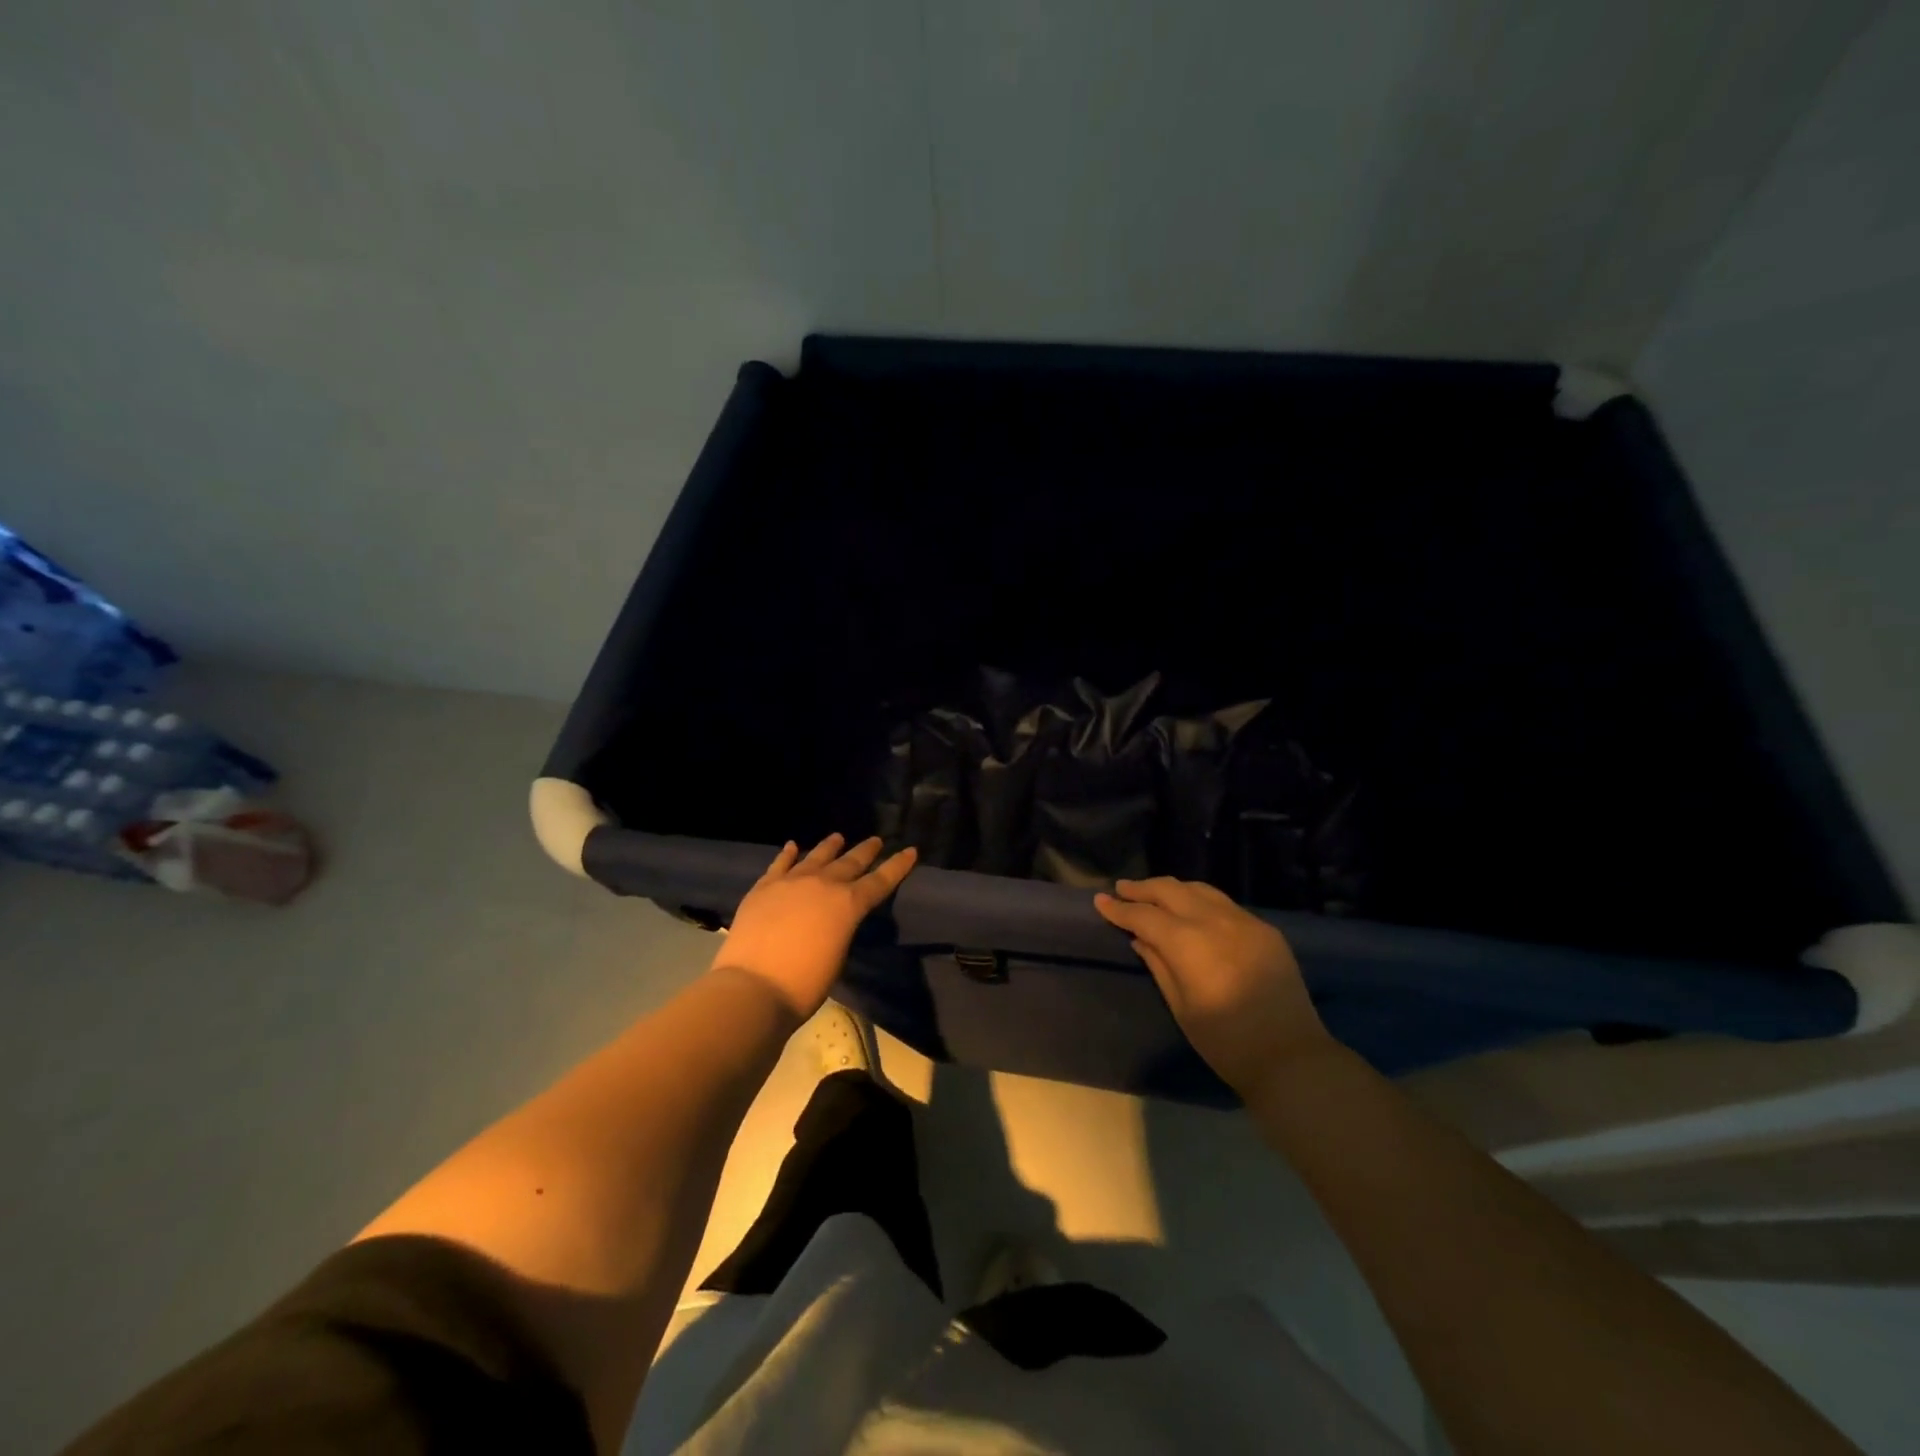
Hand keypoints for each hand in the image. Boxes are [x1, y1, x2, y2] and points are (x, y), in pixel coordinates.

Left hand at [712, 834, 916, 1021]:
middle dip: (865, 851)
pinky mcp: (764, 887)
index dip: (897, 866)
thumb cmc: (804, 984)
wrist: (753, 987)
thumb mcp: (837, 956)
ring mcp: (791, 882)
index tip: (910, 851)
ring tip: (837, 837)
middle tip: (875, 840)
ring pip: (816, 857)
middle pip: (850, 862)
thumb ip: (840, 929)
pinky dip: (788, 854)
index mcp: (848, 904)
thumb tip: (834, 919)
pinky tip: (793, 846)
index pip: (880, 881)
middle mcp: (823, 884)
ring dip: (829, 846)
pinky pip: (780, 864)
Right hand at [1095, 877, 1330, 1098]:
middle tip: (1122, 889)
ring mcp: (1244, 921)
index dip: (1119, 908)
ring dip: (1172, 889)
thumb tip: (1140, 940)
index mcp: (1188, 942)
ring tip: (1154, 893)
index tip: (1100, 901)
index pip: (1144, 915)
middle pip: (1170, 890)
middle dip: (1143, 888)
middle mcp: (1214, 920)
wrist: (1291, 1057)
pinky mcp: (1265, 930)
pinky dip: (1201, 900)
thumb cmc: (1226, 1042)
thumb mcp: (1181, 1006)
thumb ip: (1159, 966)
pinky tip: (1193, 909)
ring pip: (1200, 890)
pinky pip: (1225, 904)